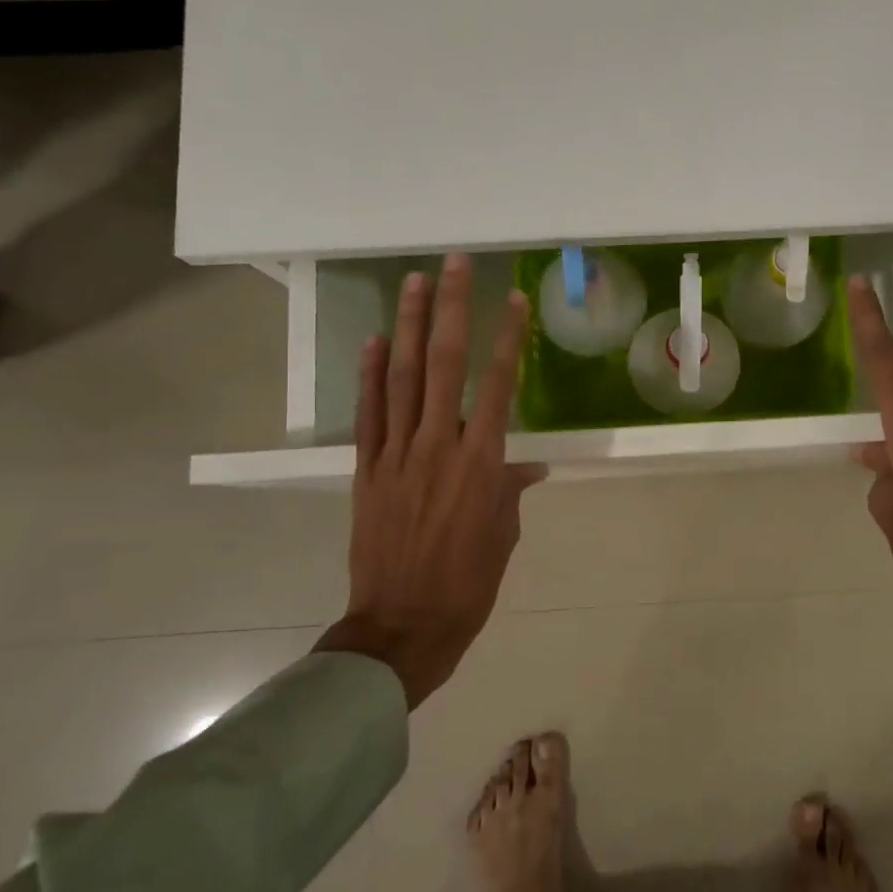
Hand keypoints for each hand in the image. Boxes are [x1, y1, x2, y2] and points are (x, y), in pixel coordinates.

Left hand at [316, 253, 546, 706]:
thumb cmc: (467, 586)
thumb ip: (509, 491)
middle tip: (454, 263)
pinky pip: (368, 414)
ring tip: (412, 282)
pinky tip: (373, 342)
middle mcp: (438, 446)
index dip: (507, 338)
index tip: (512, 299)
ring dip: (406, 326)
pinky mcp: (367, 470)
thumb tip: (525, 465)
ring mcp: (396, 455)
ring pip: (400, 378)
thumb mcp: (504, 538)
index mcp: (481, 464)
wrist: (402, 628)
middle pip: (444, 365)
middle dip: (451, 309)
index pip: (499, 386)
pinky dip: (369, 375)